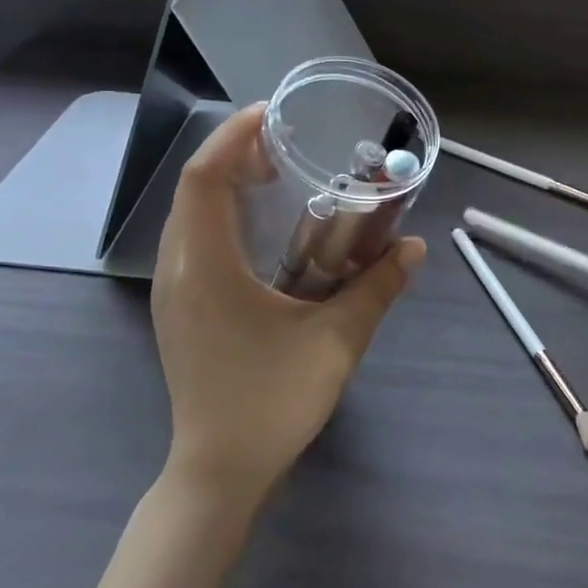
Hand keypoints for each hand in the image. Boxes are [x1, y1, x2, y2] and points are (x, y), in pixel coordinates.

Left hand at [151, 104, 424, 506]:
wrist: (218, 473)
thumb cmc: (271, 403)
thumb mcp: (336, 342)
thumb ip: (377, 289)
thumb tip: (414, 248)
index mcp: (206, 268)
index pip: (203, 179)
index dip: (231, 137)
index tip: (270, 113)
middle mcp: (178, 270)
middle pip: (192, 189)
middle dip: (232, 153)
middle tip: (282, 141)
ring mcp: (173, 292)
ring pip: (188, 215)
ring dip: (223, 183)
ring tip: (273, 172)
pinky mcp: (179, 309)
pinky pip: (191, 240)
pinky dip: (219, 214)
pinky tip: (259, 226)